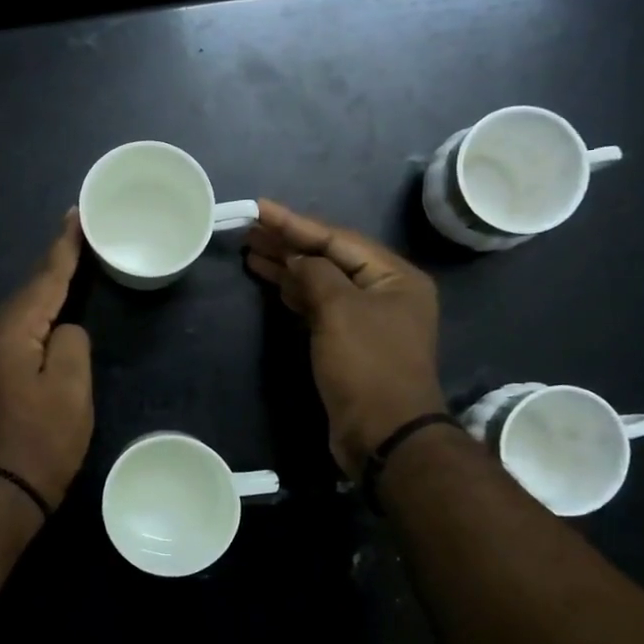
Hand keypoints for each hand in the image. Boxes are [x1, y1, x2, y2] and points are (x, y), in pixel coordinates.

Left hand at [0, 211, 93, 507]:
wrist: (0, 495)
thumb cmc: (42, 442)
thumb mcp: (70, 389)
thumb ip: (70, 344)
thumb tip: (62, 332)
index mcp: (8, 334)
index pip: (43, 281)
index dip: (64, 249)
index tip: (75, 216)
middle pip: (25, 294)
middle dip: (52, 268)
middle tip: (76, 239)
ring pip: (16, 317)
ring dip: (42, 297)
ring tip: (66, 274)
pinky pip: (10, 338)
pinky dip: (31, 324)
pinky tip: (45, 322)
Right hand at [245, 199, 445, 478]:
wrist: (383, 434)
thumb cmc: (366, 365)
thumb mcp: (339, 310)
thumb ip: (315, 274)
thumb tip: (296, 259)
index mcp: (394, 276)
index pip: (338, 239)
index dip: (295, 223)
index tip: (259, 209)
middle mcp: (385, 293)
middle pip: (330, 258)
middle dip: (289, 244)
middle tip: (249, 230)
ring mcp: (368, 320)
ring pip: (322, 283)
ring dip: (289, 268)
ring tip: (251, 252)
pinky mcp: (351, 344)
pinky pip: (320, 308)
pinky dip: (296, 295)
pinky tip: (273, 283)